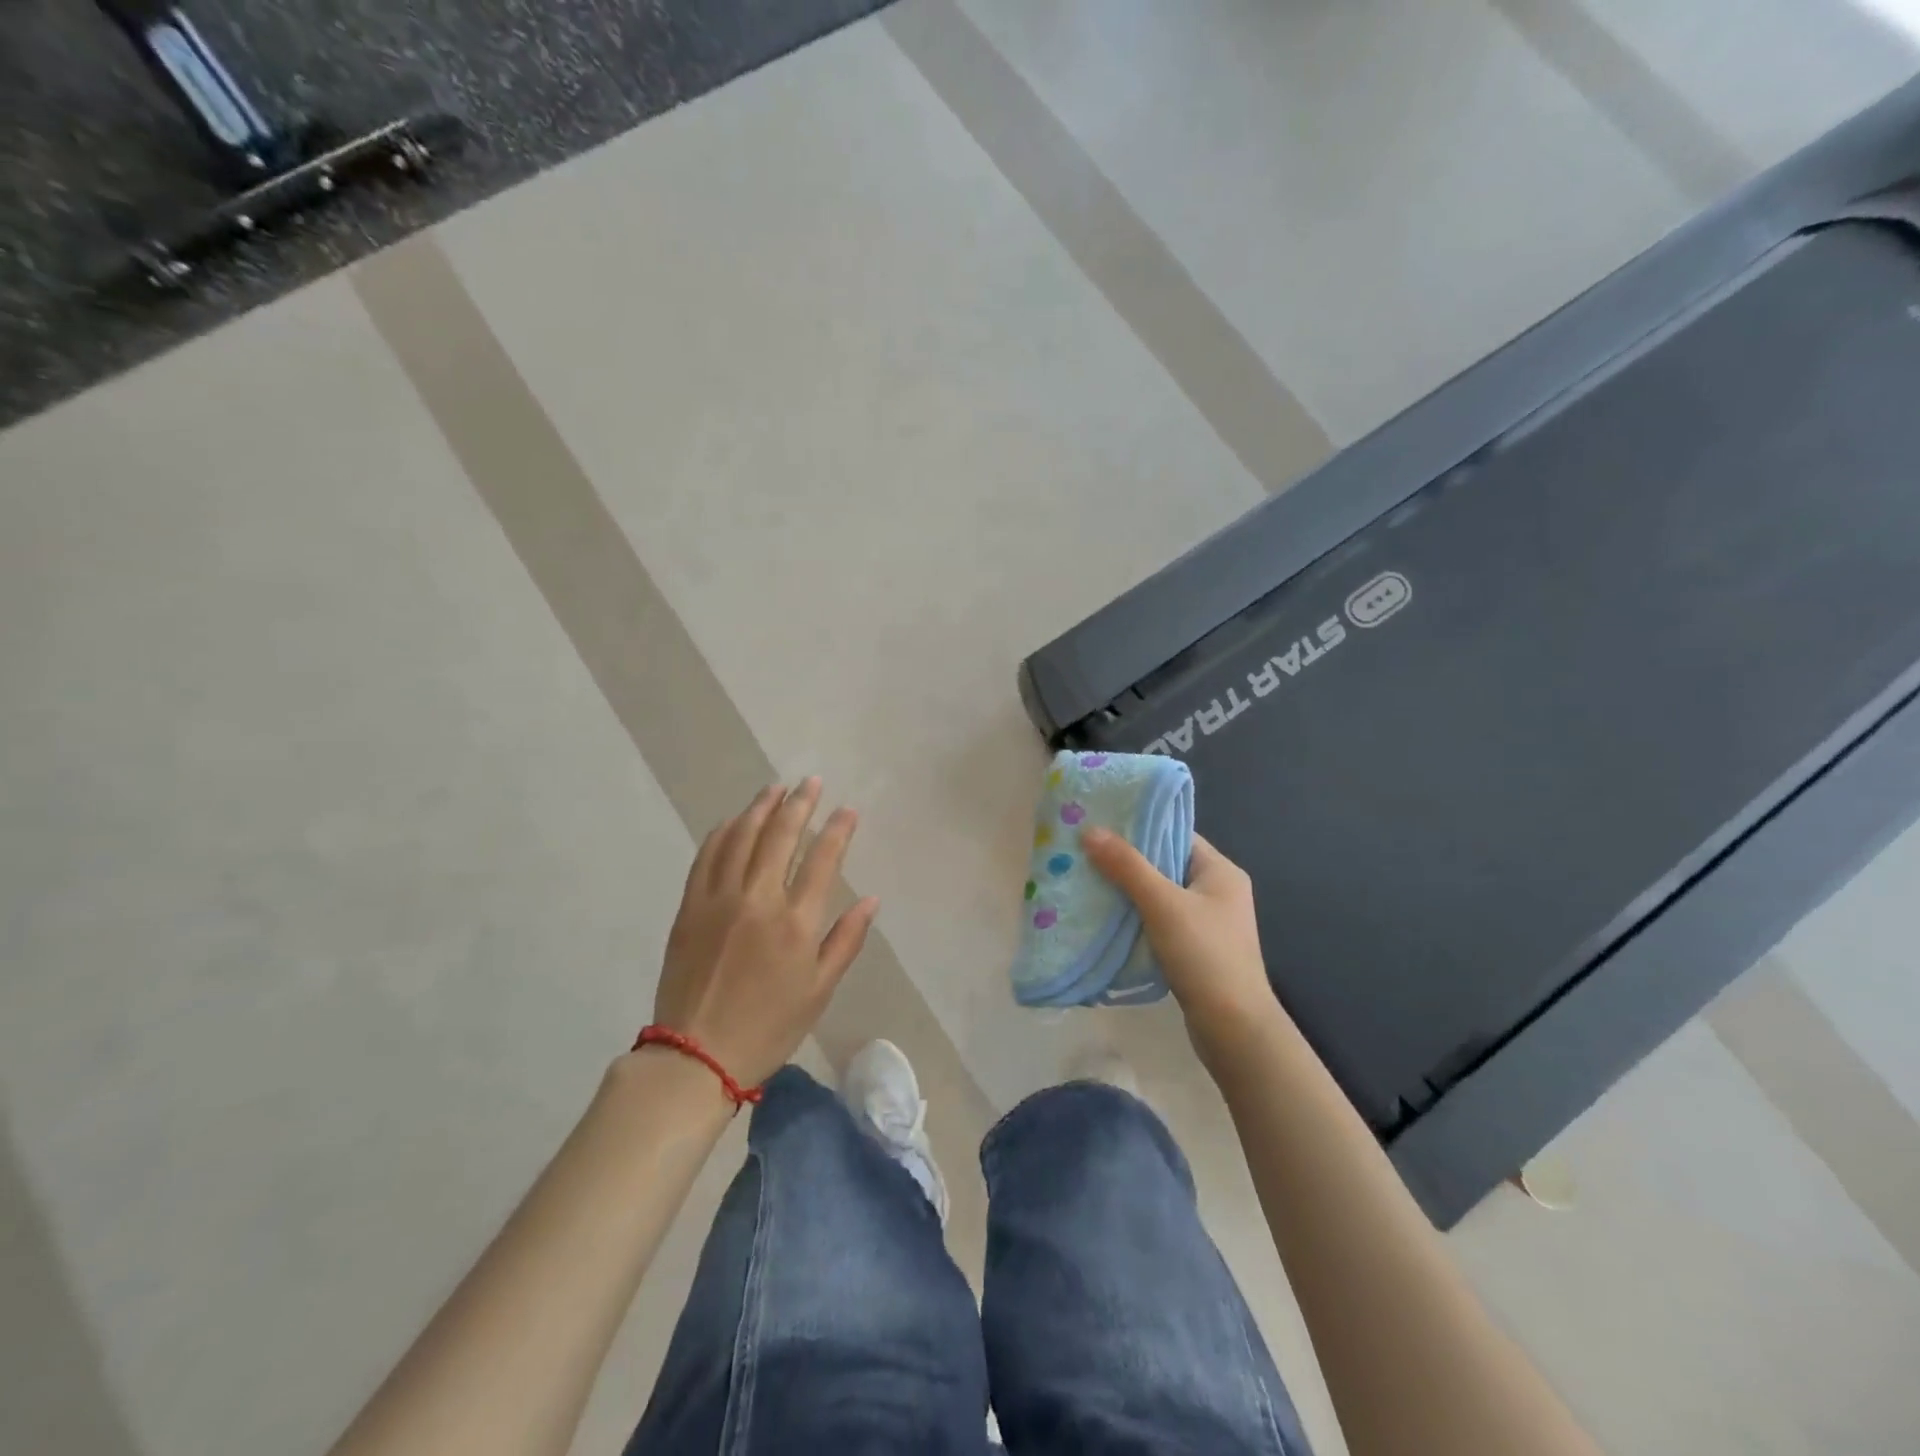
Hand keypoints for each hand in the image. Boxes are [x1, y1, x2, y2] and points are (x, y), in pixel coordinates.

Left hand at [653, 779, 878, 1086]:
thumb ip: (846, 940)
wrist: (697, 1054)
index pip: (822, 859)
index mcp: (795, 922)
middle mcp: (757, 899)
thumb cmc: (769, 1027)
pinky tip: (733, 821)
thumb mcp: (819, 989)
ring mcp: (718, 899)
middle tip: (811, 781)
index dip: (838, 829)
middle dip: (800, 803)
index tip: (847, 809)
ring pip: (741, 837)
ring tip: (775, 789)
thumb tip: (871, 900)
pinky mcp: (690, 907)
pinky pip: (706, 857)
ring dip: (760, 808)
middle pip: (780, 836)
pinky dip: (722, 832)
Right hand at [1081, 828, 1286, 1069]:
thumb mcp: (1163, 904)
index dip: (1139, 828)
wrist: (1234, 1029)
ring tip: (1087, 881)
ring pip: (1159, 895)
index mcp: (1220, 871)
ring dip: (1127, 891)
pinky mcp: (1195, 949)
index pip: (1175, 835)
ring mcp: (1207, 922)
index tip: (1100, 825)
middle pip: (1164, 864)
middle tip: (1084, 853)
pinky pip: (1159, 921)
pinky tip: (1106, 918)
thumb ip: (1127, 866)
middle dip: (1126, 861)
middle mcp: (1217, 891)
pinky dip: (1135, 917)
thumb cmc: (1204, 955)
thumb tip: (1090, 830)